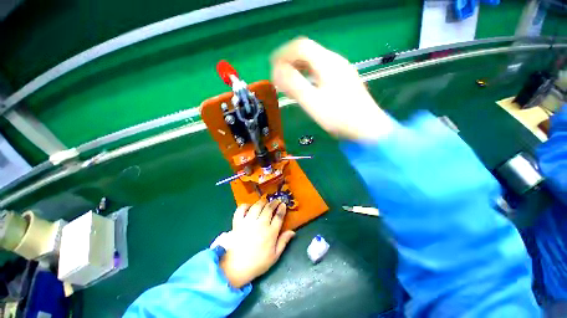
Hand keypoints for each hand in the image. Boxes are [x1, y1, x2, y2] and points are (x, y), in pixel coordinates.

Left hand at [219, 199, 294, 287]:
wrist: (236, 268)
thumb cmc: (258, 263)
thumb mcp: (275, 256)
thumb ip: (284, 242)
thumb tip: (292, 232)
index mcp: (271, 232)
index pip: (279, 216)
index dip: (282, 208)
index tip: (283, 205)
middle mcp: (260, 224)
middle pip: (269, 208)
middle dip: (274, 203)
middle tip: (276, 201)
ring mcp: (248, 222)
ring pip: (257, 206)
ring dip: (262, 202)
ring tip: (265, 202)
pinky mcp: (238, 222)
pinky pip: (241, 209)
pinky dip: (246, 205)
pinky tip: (250, 206)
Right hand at [271, 37, 393, 140]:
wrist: (367, 128)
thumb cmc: (339, 117)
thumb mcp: (313, 103)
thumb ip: (294, 85)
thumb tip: (276, 72)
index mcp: (328, 63)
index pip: (301, 47)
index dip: (283, 54)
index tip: (272, 67)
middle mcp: (335, 62)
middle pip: (308, 53)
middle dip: (290, 62)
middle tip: (278, 77)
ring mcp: (341, 71)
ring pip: (314, 63)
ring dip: (298, 70)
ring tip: (288, 83)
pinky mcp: (343, 81)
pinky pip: (321, 72)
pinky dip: (308, 76)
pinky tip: (305, 88)